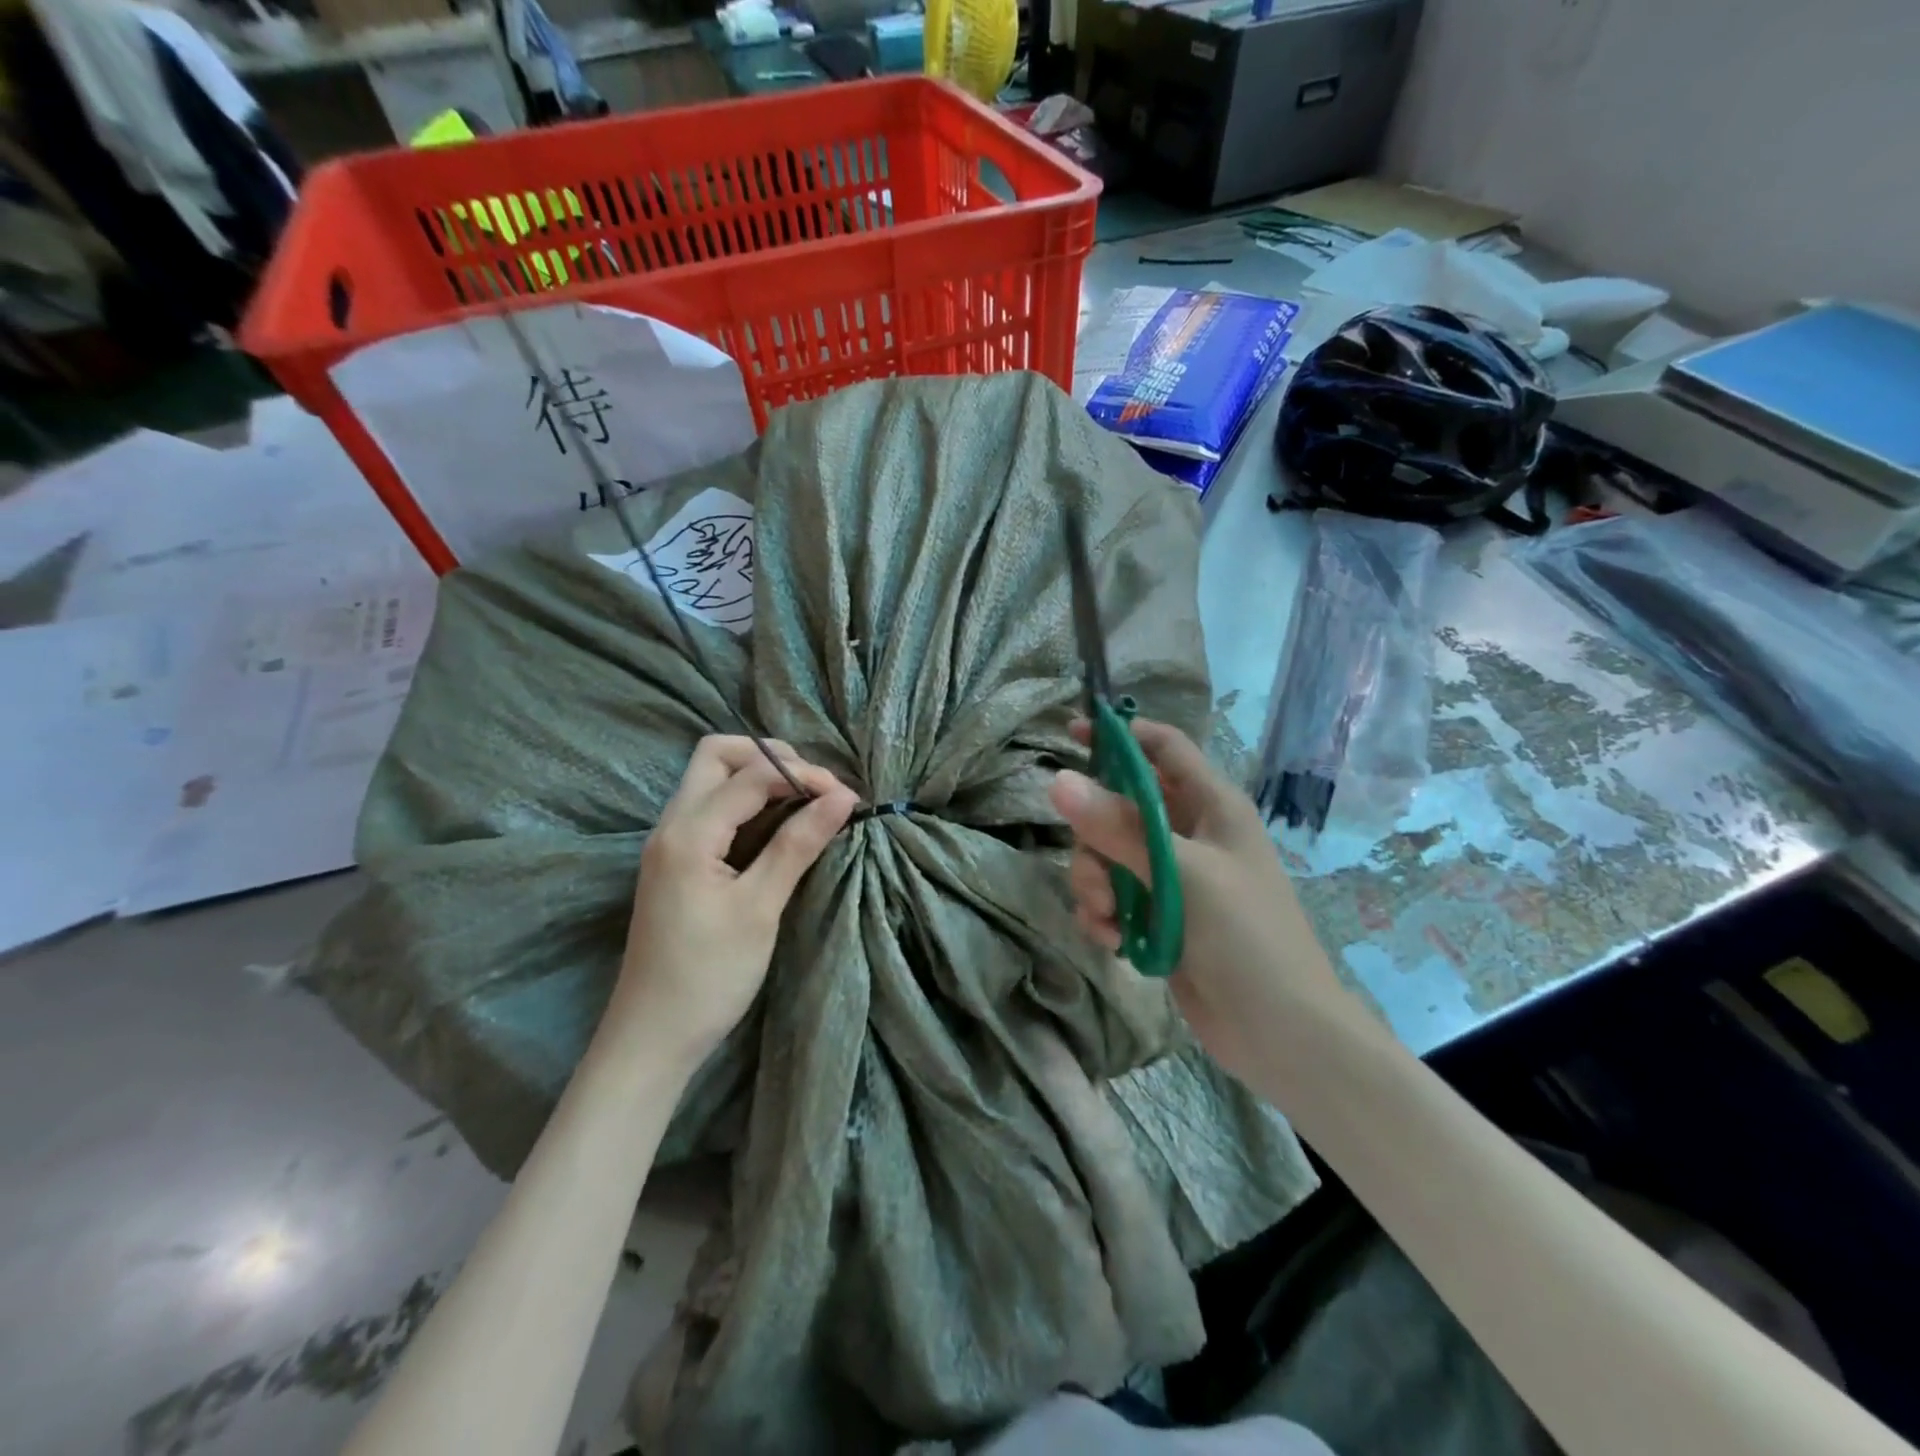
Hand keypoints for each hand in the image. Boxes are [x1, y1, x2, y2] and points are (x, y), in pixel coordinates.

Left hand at [613, 735, 857, 1064]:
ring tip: (805, 800)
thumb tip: (843, 797)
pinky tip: (778, 823)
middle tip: (815, 786)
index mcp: (688, 832)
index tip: (847, 797)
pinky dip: (747, 802)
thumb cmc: (709, 976)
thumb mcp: (760, 908)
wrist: (652, 1037)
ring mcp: (669, 842)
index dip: (803, 775)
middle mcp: (671, 824)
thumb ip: (798, 845)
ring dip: (758, 776)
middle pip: (716, 755)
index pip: (751, 775)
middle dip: (770, 757)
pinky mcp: (676, 861)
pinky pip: (711, 808)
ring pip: (711, 779)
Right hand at [1048, 718, 1346, 1088]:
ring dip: (1095, 883)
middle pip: (1121, 805)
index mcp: (1212, 805)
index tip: (1072, 735)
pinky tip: (1113, 941)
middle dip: (1095, 835)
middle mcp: (1191, 833)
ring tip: (1107, 917)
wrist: (1281, 1033)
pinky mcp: (1159, 916)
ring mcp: (1173, 877)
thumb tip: (1057, 780)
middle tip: (1094, 870)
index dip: (1121, 735)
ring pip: (1108, 855)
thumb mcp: (1182, 874)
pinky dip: (1104, 914)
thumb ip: (1119, 827)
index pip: (1163, 748)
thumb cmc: (1246, 937)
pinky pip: (1113, 896)